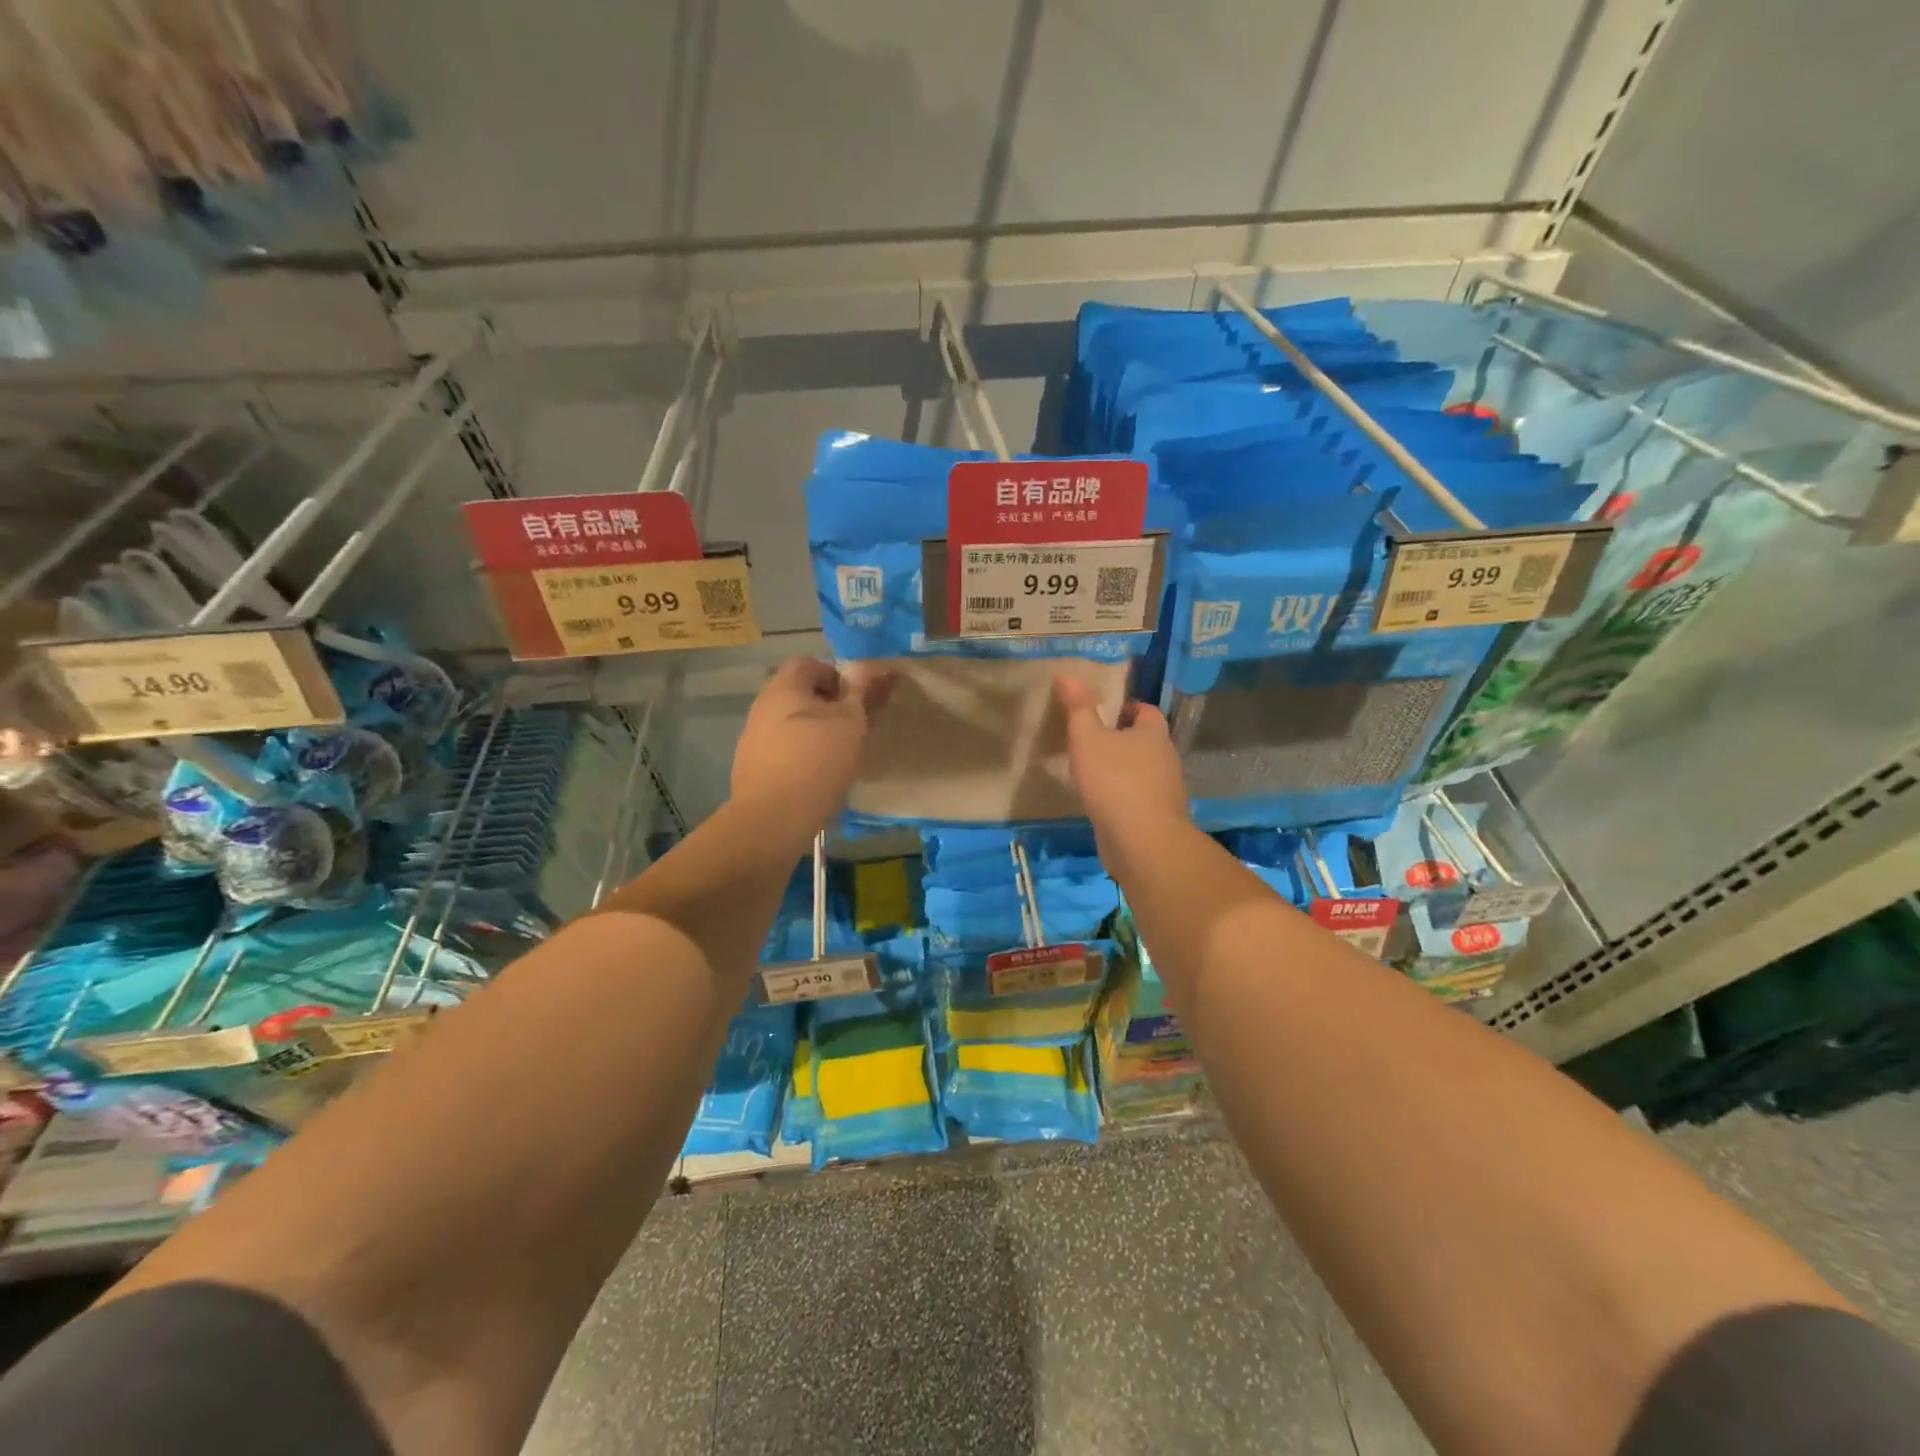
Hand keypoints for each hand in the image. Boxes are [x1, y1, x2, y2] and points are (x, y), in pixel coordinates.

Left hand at [730, 658, 892, 842]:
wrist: (773, 818)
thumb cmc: (817, 760)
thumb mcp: (851, 722)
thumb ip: (864, 691)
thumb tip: (880, 667)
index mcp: (784, 686)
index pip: (810, 664)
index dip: (837, 678)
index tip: (855, 704)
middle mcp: (762, 705)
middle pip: (799, 695)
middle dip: (827, 708)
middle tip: (851, 731)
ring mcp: (752, 737)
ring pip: (791, 724)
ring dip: (814, 733)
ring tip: (836, 758)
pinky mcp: (750, 766)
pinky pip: (781, 750)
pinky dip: (799, 756)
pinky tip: (815, 779)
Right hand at [1055, 676, 1191, 868]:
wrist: (1141, 840)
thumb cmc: (1114, 780)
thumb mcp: (1088, 738)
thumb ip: (1078, 708)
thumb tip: (1067, 675)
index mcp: (1154, 733)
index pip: (1145, 711)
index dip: (1126, 707)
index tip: (1103, 711)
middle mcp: (1165, 758)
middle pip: (1145, 741)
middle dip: (1121, 739)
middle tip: (1090, 739)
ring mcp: (1164, 790)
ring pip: (1141, 771)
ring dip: (1120, 769)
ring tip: (1090, 771)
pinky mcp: (1156, 817)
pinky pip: (1137, 798)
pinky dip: (1121, 796)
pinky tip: (1099, 802)